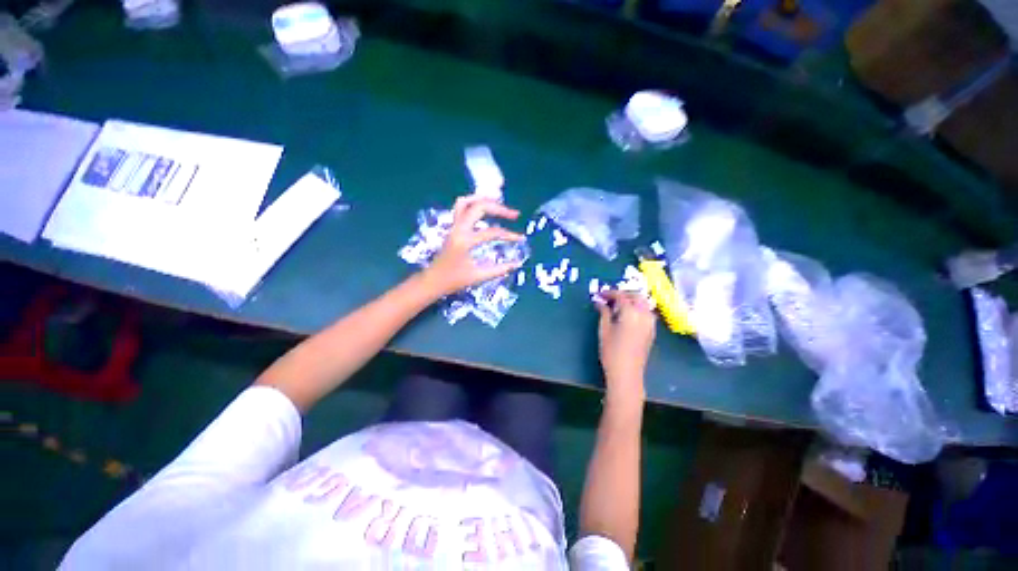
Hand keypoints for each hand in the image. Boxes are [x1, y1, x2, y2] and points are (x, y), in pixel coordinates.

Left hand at [420, 196, 523, 297]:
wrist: (432, 281)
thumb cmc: (453, 280)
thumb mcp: (478, 276)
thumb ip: (499, 269)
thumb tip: (517, 263)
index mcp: (465, 241)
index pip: (492, 232)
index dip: (509, 235)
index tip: (521, 238)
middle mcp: (458, 229)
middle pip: (479, 207)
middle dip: (499, 208)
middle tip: (514, 215)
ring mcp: (453, 226)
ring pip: (466, 202)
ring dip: (483, 199)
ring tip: (498, 202)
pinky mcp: (452, 228)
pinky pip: (460, 208)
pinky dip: (473, 203)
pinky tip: (484, 209)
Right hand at [596, 291, 655, 402]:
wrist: (627, 373)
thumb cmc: (612, 351)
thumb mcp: (604, 330)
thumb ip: (603, 312)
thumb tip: (600, 302)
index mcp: (631, 313)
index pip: (621, 296)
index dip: (609, 293)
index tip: (599, 295)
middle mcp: (644, 315)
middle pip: (636, 296)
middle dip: (623, 294)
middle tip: (609, 298)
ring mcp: (650, 323)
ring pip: (644, 304)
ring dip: (632, 300)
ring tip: (618, 306)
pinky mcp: (652, 331)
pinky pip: (646, 313)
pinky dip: (637, 309)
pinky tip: (627, 316)